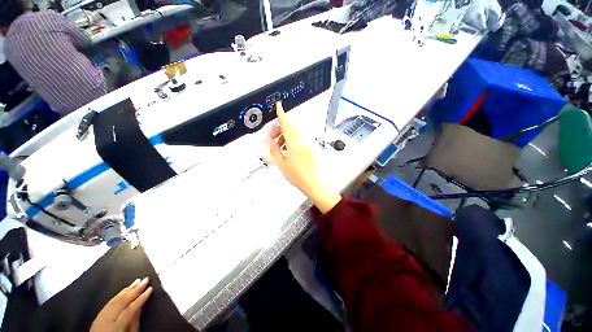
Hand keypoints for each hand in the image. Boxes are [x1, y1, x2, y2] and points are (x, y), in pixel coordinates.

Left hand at [90, 277, 152, 331]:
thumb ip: (134, 323)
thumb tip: (140, 307)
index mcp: (115, 326)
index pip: (130, 309)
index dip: (141, 298)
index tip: (150, 288)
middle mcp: (106, 319)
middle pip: (121, 302)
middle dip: (134, 290)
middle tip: (145, 279)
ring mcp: (100, 316)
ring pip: (115, 300)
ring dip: (127, 289)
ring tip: (137, 280)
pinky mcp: (98, 315)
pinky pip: (109, 302)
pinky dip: (118, 294)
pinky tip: (125, 289)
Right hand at [269, 102, 340, 213]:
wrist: (314, 183)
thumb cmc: (298, 175)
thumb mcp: (281, 163)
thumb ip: (274, 150)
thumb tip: (272, 141)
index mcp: (295, 142)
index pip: (287, 123)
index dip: (281, 114)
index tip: (279, 106)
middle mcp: (303, 140)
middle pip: (291, 127)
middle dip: (281, 128)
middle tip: (273, 137)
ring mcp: (309, 142)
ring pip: (296, 132)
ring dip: (287, 134)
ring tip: (280, 145)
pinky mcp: (312, 146)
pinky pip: (301, 138)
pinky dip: (293, 139)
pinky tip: (289, 149)